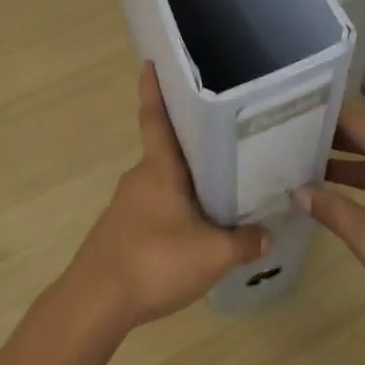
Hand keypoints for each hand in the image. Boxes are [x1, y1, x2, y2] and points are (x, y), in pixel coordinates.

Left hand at [61, 63, 271, 332]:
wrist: (95, 303)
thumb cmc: (153, 261)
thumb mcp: (211, 255)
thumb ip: (244, 243)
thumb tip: (268, 233)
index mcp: (159, 168)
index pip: (156, 117)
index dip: (154, 88)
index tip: (151, 61)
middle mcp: (141, 177)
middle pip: (167, 150)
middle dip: (191, 141)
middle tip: (224, 133)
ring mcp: (128, 204)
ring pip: (164, 181)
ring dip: (186, 180)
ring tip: (221, 185)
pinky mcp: (123, 230)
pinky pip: (156, 206)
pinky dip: (176, 207)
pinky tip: (196, 228)